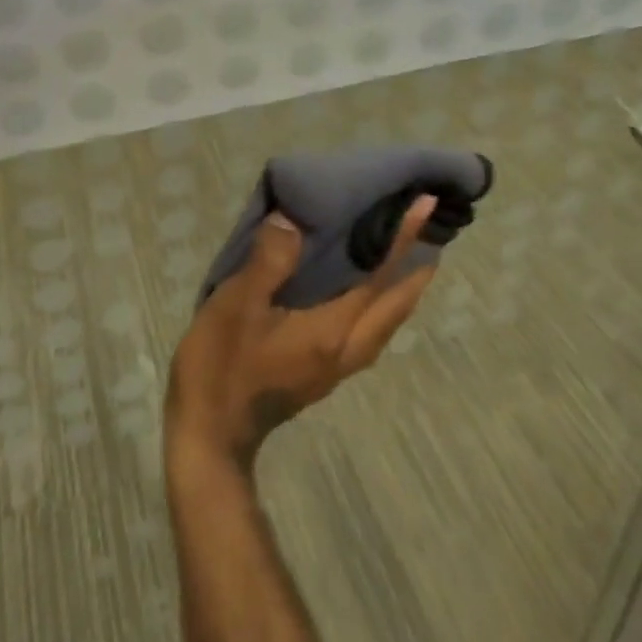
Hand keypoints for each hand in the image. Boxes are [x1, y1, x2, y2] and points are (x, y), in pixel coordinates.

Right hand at [166, 197, 438, 470]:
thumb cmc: (222, 365)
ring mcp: (334, 366)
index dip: (403, 239)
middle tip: (431, 231)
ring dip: (402, 291)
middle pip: (395, 307)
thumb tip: (291, 220)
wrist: (210, 436)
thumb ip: (268, 261)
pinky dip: (379, 305)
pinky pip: (367, 330)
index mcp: (332, 330)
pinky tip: (359, 293)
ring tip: (406, 259)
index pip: (378, 277)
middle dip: (417, 270)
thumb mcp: (237, 306)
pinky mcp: (319, 372)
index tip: (427, 205)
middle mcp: (345, 350)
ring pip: (385, 323)